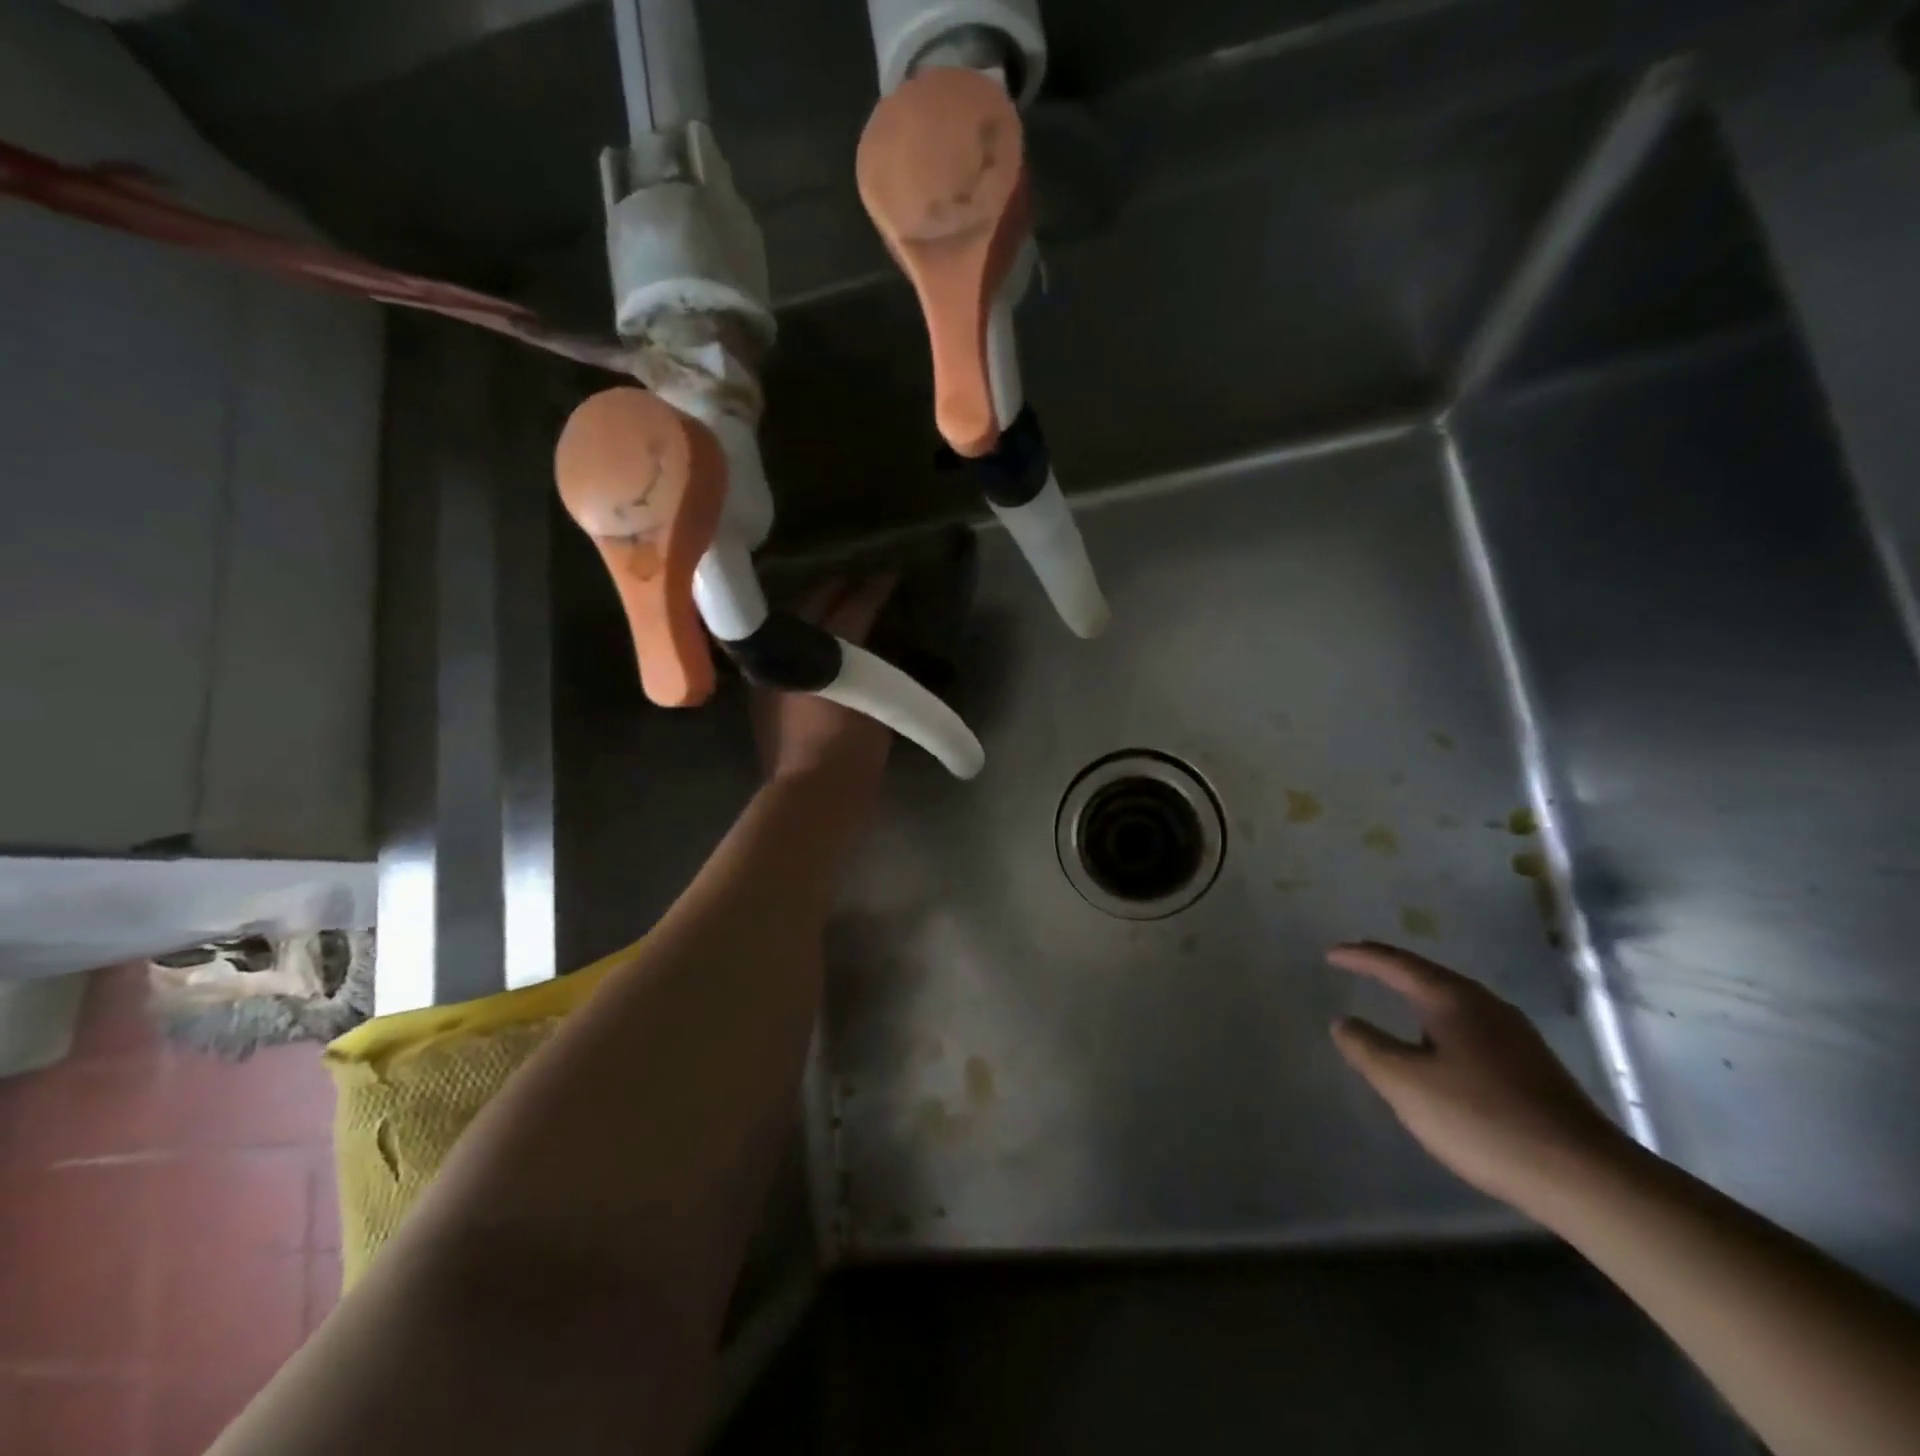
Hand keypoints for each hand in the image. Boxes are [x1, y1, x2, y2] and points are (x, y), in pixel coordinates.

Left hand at [752, 574, 896, 787]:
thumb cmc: (852, 752)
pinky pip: (787, 651)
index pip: (850, 609)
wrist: (813, 796)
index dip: (872, 590)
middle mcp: (787, 655)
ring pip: (794, 626)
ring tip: (840, 603)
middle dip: (838, 590)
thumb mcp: (879, 706)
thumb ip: (879, 671)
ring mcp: (770, 674)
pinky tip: (819, 641)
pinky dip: (805, 639)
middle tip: (862, 581)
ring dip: (818, 611)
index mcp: (819, 655)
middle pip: (812, 607)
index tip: (889, 575)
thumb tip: (879, 648)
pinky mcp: (764, 695)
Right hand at [1329, 941, 1630, 1212]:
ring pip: (1452, 1002)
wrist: (1586, 1178)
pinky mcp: (1531, 1066)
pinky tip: (1437, 1049)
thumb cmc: (1483, 1120)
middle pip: (1427, 975)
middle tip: (1359, 966)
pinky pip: (1470, 1027)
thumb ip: (1367, 1047)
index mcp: (1452, 999)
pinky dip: (1439, 1023)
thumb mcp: (1406, 1083)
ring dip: (1417, 996)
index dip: (1359, 956)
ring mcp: (1515, 1036)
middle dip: (1389, 969)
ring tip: (1392, 1002)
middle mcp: (1486, 1005)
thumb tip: (1343, 1022)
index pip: (1395, 963)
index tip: (1330, 954)